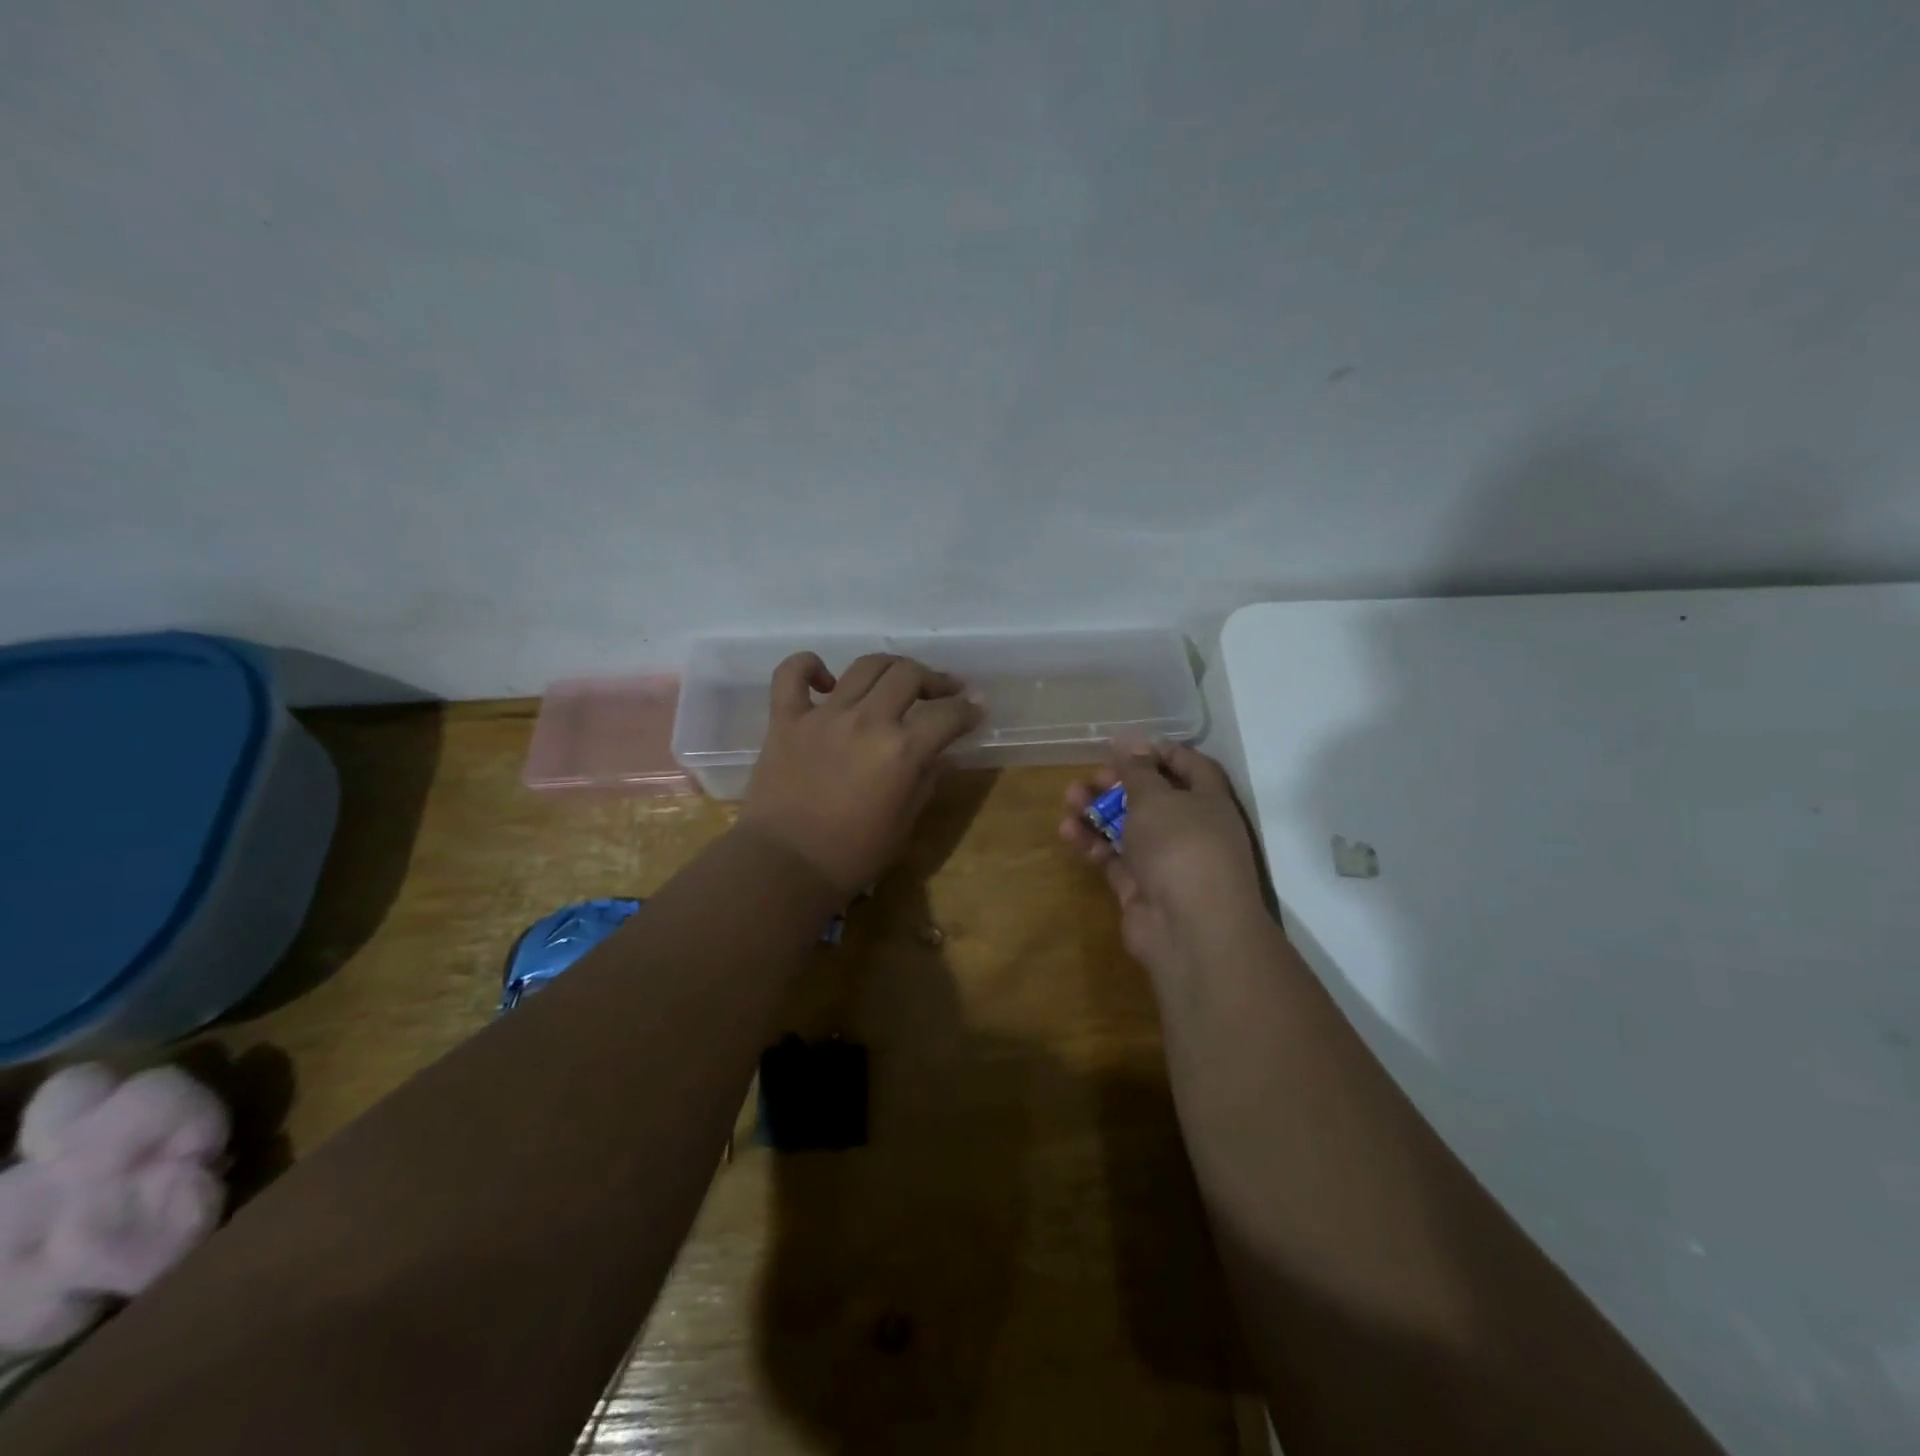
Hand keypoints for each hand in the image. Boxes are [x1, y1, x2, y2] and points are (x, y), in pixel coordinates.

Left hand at [739, 652, 982, 895]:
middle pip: (909, 675)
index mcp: (902, 750)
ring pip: (865, 666)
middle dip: (935, 680)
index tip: (975, 710)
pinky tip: (826, 679)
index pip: (948, 715)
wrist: (785, 867)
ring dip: (889, 667)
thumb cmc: (853, 855)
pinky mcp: (786, 719)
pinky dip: (808, 665)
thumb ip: (926, 781)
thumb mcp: (904, 823)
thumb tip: (943, 755)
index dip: (968, 710)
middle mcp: (867, 721)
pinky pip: (791, 674)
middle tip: (943, 692)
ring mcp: (824, 715)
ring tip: (896, 680)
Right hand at [1061, 742, 1269, 980]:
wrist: (1190, 929)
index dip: (1159, 752)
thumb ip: (1137, 770)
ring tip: (1068, 798)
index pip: (1189, 765)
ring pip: (1128, 827)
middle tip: (1090, 777)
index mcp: (1208, 801)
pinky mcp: (1140, 887)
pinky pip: (1113, 857)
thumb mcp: (1156, 798)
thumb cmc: (1181, 847)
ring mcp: (1166, 861)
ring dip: (1098, 811)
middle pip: (1152, 797)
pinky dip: (1092, 843)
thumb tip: (1129, 739)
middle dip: (1119, 783)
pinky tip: (1068, 832)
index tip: (1125, 746)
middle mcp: (1191, 828)